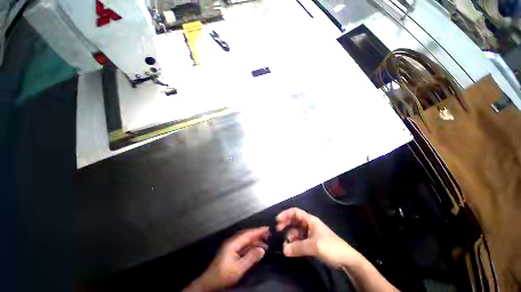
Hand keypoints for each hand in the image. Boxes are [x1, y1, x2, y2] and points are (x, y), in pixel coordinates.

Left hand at [184, 227, 268, 291]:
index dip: (258, 231)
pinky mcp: (231, 251)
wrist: (209, 283)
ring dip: (255, 240)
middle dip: (257, 234)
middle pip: (247, 234)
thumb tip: (262, 249)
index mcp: (233, 243)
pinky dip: (250, 246)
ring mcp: (231, 246)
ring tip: (265, 243)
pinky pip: (243, 245)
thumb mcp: (239, 268)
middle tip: (268, 234)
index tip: (267, 228)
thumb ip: (251, 257)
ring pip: (245, 240)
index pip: (248, 234)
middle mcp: (232, 241)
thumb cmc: (224, 275)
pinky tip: (256, 249)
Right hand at [276, 208, 361, 267]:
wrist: (346, 260)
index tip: (277, 221)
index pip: (295, 212)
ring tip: (286, 246)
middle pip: (294, 221)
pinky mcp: (310, 242)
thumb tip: (284, 250)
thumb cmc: (331, 247)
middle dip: (285, 225)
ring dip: (290, 237)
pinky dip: (294, 243)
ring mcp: (309, 233)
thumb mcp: (314, 246)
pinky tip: (291, 249)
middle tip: (278, 231)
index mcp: (310, 220)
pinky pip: (299, 240)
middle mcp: (308, 224)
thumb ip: (298, 247)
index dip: (285, 214)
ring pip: (295, 231)